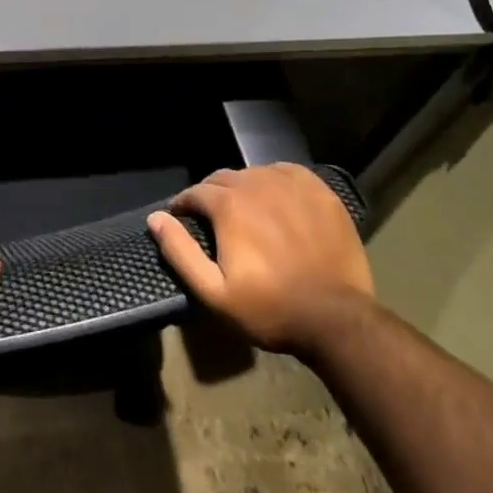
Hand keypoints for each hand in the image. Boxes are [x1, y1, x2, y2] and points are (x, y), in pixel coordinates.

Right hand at [147, 164, 373, 353]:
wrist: (336, 319)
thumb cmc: (270, 309)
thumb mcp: (214, 292)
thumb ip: (180, 251)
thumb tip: (156, 218)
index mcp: (229, 204)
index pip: (195, 192)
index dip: (184, 205)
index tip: (182, 220)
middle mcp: (256, 182)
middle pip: (223, 178)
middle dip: (212, 196)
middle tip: (214, 221)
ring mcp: (290, 183)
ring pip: (254, 174)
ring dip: (243, 188)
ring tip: (246, 212)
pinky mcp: (319, 190)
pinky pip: (286, 173)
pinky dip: (275, 182)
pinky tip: (277, 200)